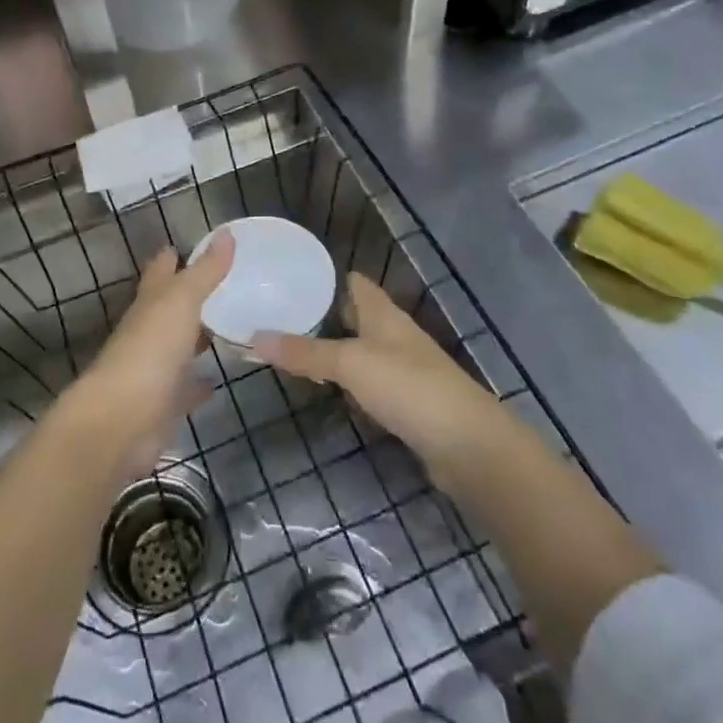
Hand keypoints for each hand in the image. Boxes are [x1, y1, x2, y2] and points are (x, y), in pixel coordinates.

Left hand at [60, 229, 233, 476]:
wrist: (121, 422)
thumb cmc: (150, 351)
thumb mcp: (181, 302)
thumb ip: (204, 271)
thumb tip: (227, 233)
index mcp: (150, 304)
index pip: (160, 272)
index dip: (172, 257)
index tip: (190, 246)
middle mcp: (148, 332)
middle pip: (169, 309)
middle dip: (189, 297)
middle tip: (224, 287)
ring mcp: (154, 370)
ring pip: (179, 347)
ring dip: (197, 339)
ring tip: (229, 328)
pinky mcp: (163, 405)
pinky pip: (185, 390)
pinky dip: (199, 385)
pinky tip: (217, 382)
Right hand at [252, 274, 508, 479]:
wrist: (468, 446)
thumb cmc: (409, 388)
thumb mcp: (351, 364)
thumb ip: (305, 352)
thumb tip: (254, 336)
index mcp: (382, 313)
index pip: (351, 281)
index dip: (322, 277)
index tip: (285, 278)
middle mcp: (392, 334)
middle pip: (352, 315)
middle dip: (318, 315)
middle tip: (275, 317)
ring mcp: (402, 369)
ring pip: (358, 350)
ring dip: (330, 350)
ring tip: (289, 351)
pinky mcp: (405, 402)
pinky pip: (367, 383)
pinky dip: (345, 383)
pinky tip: (325, 391)